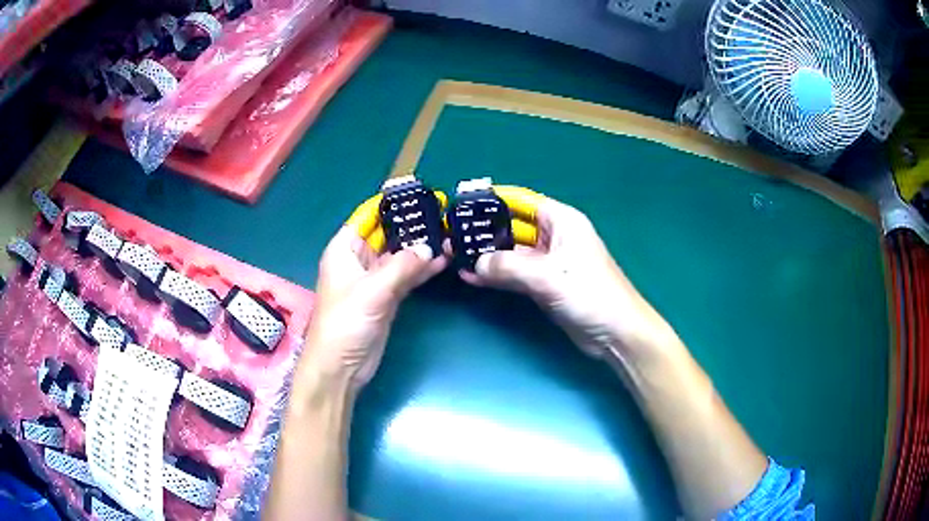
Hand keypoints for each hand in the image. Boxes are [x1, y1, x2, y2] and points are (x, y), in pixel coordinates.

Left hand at [299, 194, 447, 391]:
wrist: (341, 367)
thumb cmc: (345, 323)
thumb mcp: (372, 291)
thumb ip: (402, 267)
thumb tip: (430, 249)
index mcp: (344, 249)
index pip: (368, 215)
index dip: (390, 203)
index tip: (418, 192)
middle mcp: (358, 259)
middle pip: (387, 233)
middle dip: (412, 224)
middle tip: (443, 212)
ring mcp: (374, 279)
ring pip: (400, 255)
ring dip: (421, 247)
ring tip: (449, 233)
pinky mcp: (387, 297)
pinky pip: (406, 276)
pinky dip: (423, 269)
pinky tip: (444, 260)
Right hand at [459, 187, 680, 363]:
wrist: (615, 333)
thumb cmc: (589, 293)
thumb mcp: (548, 276)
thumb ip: (509, 267)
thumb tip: (475, 264)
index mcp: (562, 221)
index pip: (521, 201)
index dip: (493, 200)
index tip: (463, 203)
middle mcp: (554, 237)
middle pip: (513, 226)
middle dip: (485, 231)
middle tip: (452, 235)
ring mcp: (548, 263)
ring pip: (512, 253)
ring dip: (487, 255)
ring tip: (455, 255)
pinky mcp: (544, 285)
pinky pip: (515, 274)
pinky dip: (496, 276)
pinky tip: (472, 277)